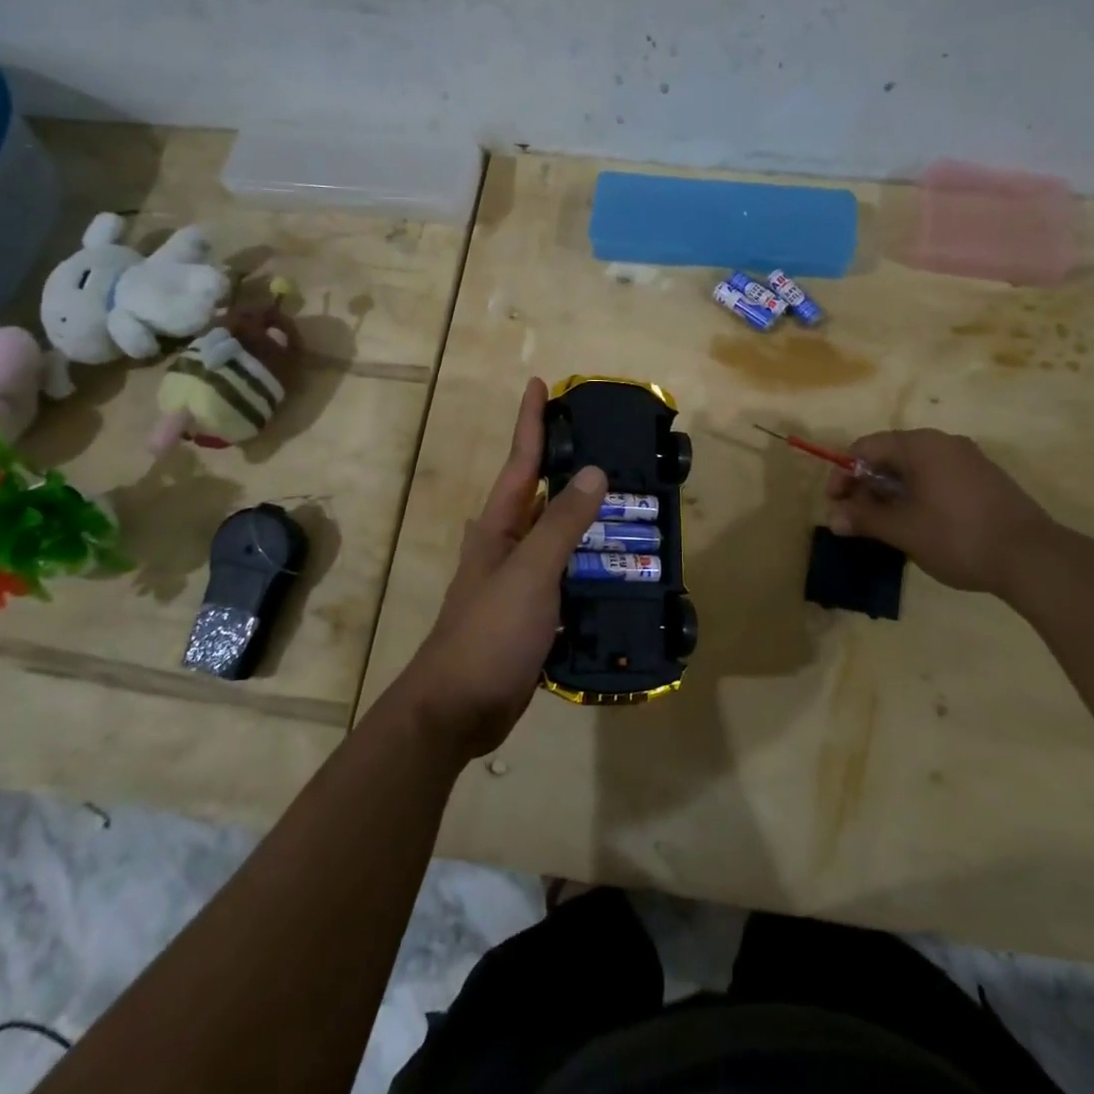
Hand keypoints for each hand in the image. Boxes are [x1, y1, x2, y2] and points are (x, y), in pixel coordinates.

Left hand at [394, 379, 607, 758]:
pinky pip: (571, 577)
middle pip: (545, 495)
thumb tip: (594, 472)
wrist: (457, 710)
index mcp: (499, 526)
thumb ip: (561, 523)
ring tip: (636, 504)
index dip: (531, 420)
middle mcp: (509, 545)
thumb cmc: (488, 633)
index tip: (541, 383)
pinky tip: (625, 566)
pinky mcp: (536, 613)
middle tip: (617, 446)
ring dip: (593, 521)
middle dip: (574, 467)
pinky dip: (595, 565)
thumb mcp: (529, 573)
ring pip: (562, 538)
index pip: (520, 460)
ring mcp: (522, 580)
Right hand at [826, 428, 1058, 594]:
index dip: (843, 473)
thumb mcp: (902, 530)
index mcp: (920, 445)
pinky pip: (938, 478)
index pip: (866, 447)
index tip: (835, 504)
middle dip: (866, 485)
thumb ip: (864, 519)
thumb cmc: (957, 536)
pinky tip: (918, 524)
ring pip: (915, 468)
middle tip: (856, 518)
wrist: (1033, 558)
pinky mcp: (985, 479)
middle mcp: (943, 443)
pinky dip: (918, 495)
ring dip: (891, 492)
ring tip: (884, 525)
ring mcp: (968, 460)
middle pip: (890, 455)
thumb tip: (833, 518)